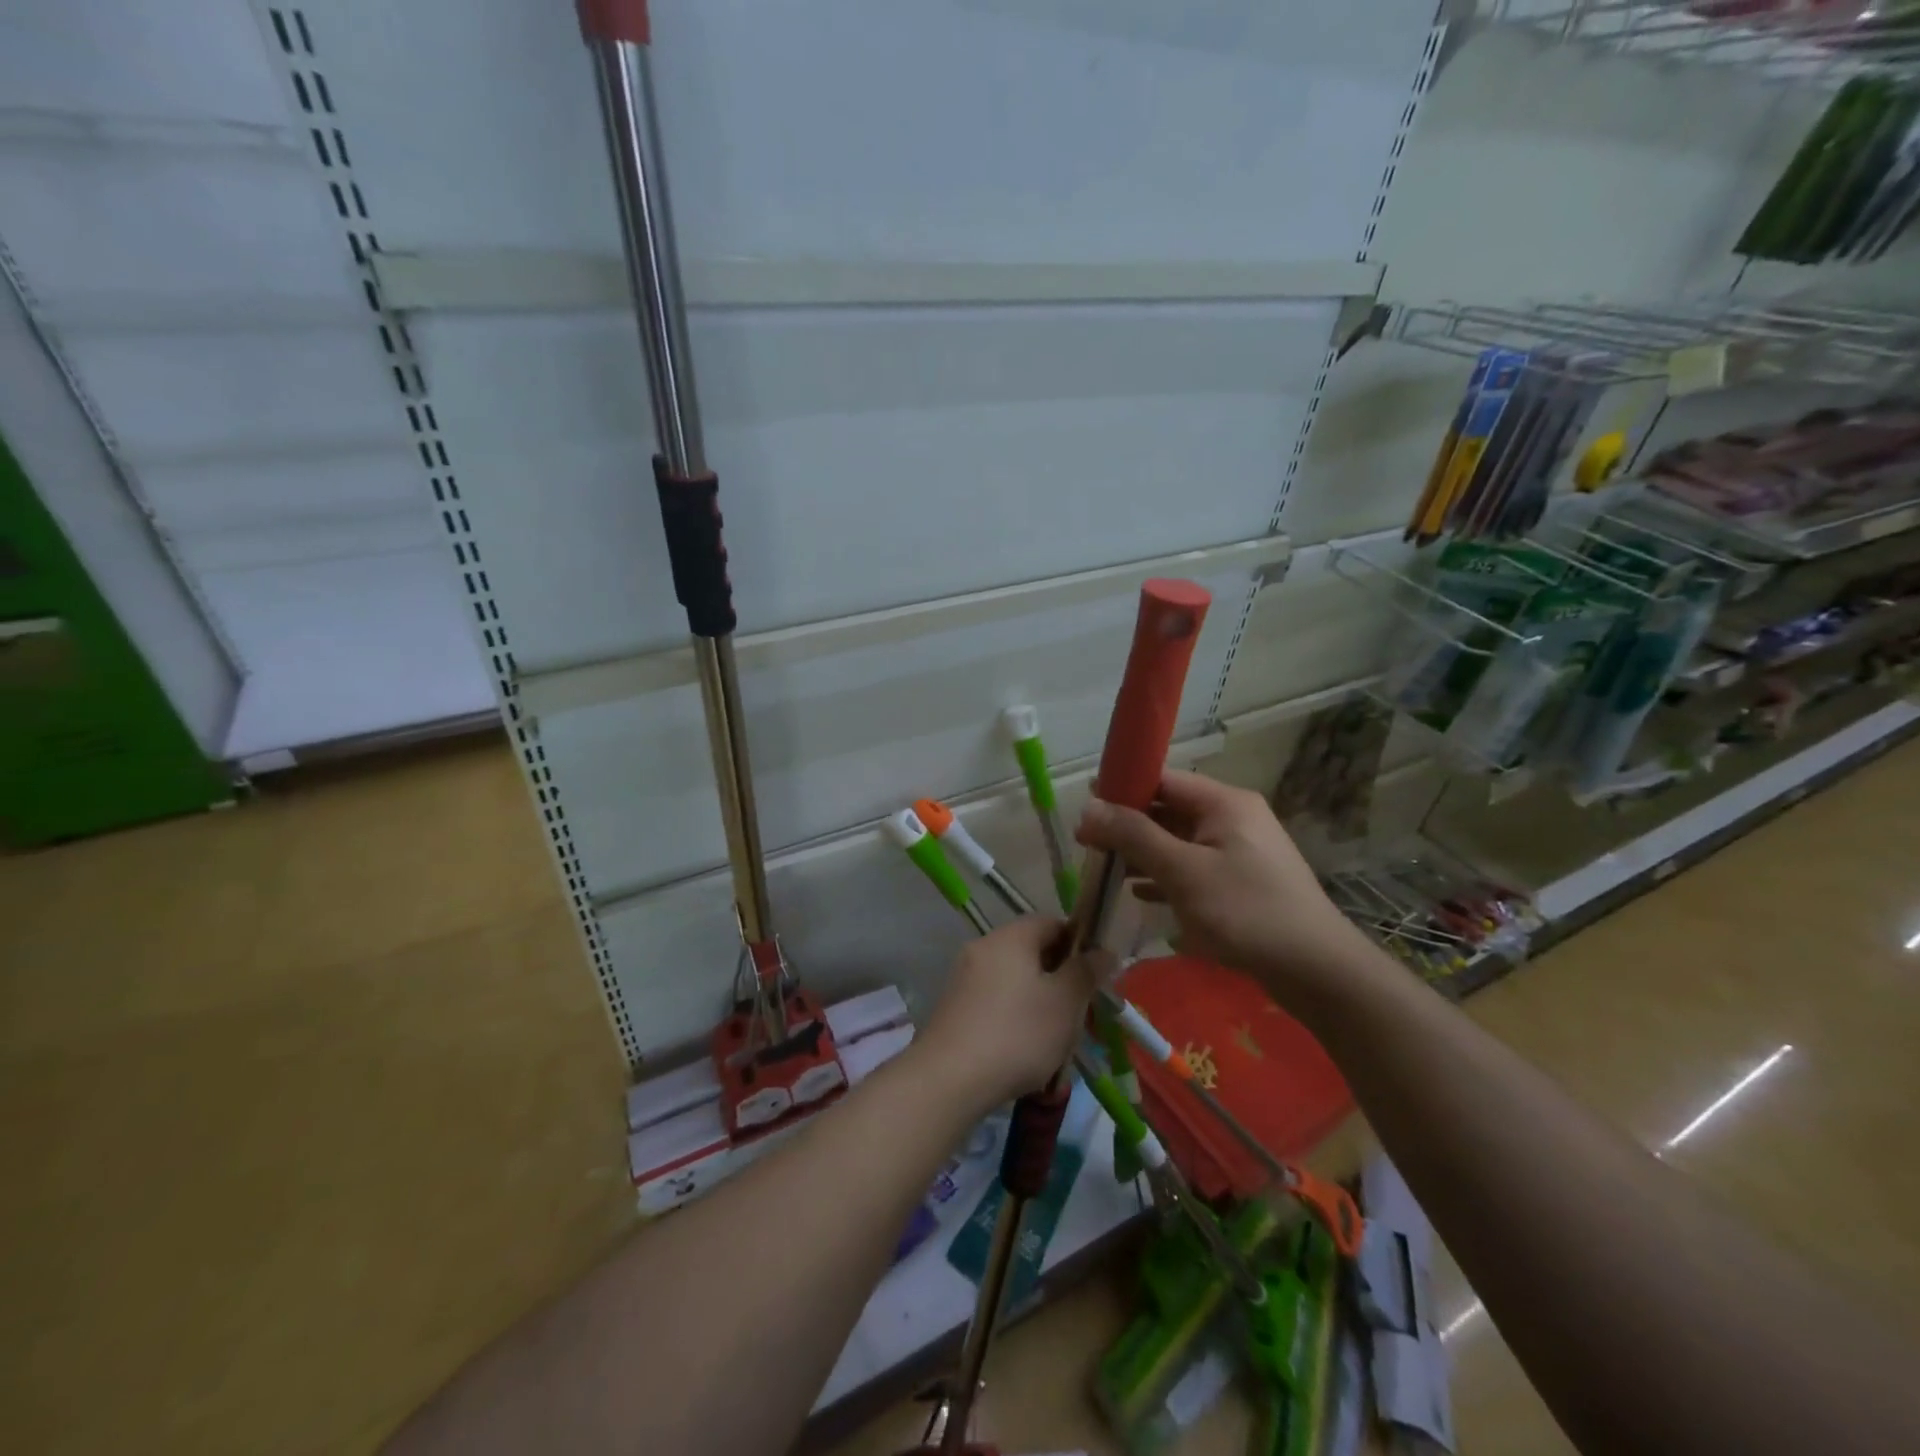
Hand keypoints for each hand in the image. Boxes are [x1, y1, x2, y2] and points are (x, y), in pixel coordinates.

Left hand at [917, 916, 1096, 1113]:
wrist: (948, 1079)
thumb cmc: (1017, 1033)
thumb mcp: (1065, 1003)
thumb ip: (1086, 972)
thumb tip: (1102, 950)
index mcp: (1011, 937)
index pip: (1051, 922)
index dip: (1078, 943)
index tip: (1094, 975)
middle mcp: (983, 947)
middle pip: (1030, 950)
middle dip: (1058, 977)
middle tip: (1079, 1011)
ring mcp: (963, 977)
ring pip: (1013, 978)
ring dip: (1037, 1000)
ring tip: (1055, 1037)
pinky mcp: (953, 1007)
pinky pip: (993, 1000)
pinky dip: (1012, 1015)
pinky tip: (1023, 1048)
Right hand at [1076, 769, 1375, 1008]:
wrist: (1316, 971)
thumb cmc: (1246, 912)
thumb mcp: (1183, 871)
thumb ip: (1134, 836)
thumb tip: (1088, 807)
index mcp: (1224, 803)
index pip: (1162, 779)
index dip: (1121, 789)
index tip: (1086, 811)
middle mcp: (1232, 818)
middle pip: (1168, 809)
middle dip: (1128, 826)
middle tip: (1088, 846)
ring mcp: (1239, 851)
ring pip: (1178, 841)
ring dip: (1142, 853)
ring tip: (1105, 870)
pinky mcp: (1241, 881)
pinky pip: (1193, 867)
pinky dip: (1165, 875)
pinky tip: (1140, 893)